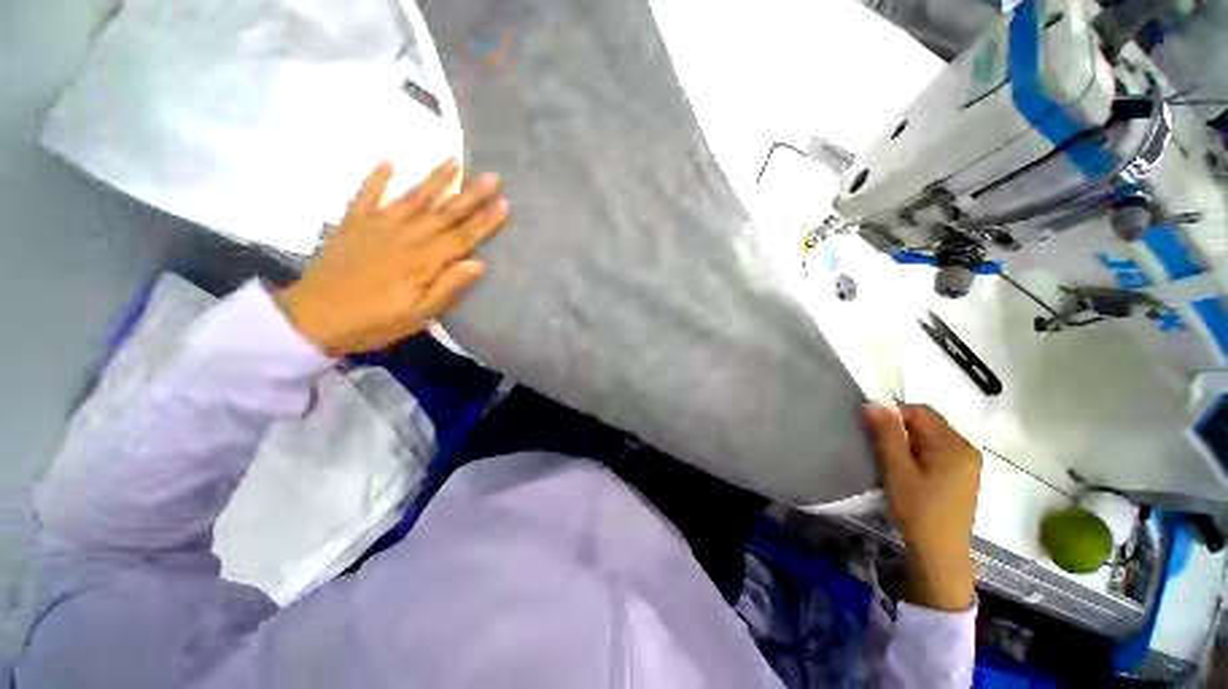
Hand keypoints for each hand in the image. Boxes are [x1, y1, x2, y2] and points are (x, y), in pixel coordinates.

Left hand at [275, 160, 508, 355]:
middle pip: (444, 213)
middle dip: (470, 194)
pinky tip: (388, 161)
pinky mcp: (352, 224)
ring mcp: (376, 226)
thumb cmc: (373, 322)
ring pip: (413, 198)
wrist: (313, 318)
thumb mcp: (418, 315)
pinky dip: (376, 178)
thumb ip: (448, 287)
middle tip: (492, 176)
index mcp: (423, 261)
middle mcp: (405, 237)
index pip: (462, 237)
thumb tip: (478, 264)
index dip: (485, 221)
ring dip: (435, 179)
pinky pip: (365, 195)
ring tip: (453, 160)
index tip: (504, 204)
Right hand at [864, 403, 980, 611]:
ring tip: (893, 463)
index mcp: (955, 445)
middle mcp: (966, 448)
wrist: (940, 554)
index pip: (920, 411)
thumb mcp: (897, 469)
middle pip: (927, 423)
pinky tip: (908, 473)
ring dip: (907, 443)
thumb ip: (887, 434)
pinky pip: (936, 451)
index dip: (893, 416)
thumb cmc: (918, 510)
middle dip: (900, 430)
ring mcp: (967, 464)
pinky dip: (917, 454)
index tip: (874, 433)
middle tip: (882, 451)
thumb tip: (873, 403)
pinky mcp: (962, 476)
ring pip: (929, 438)